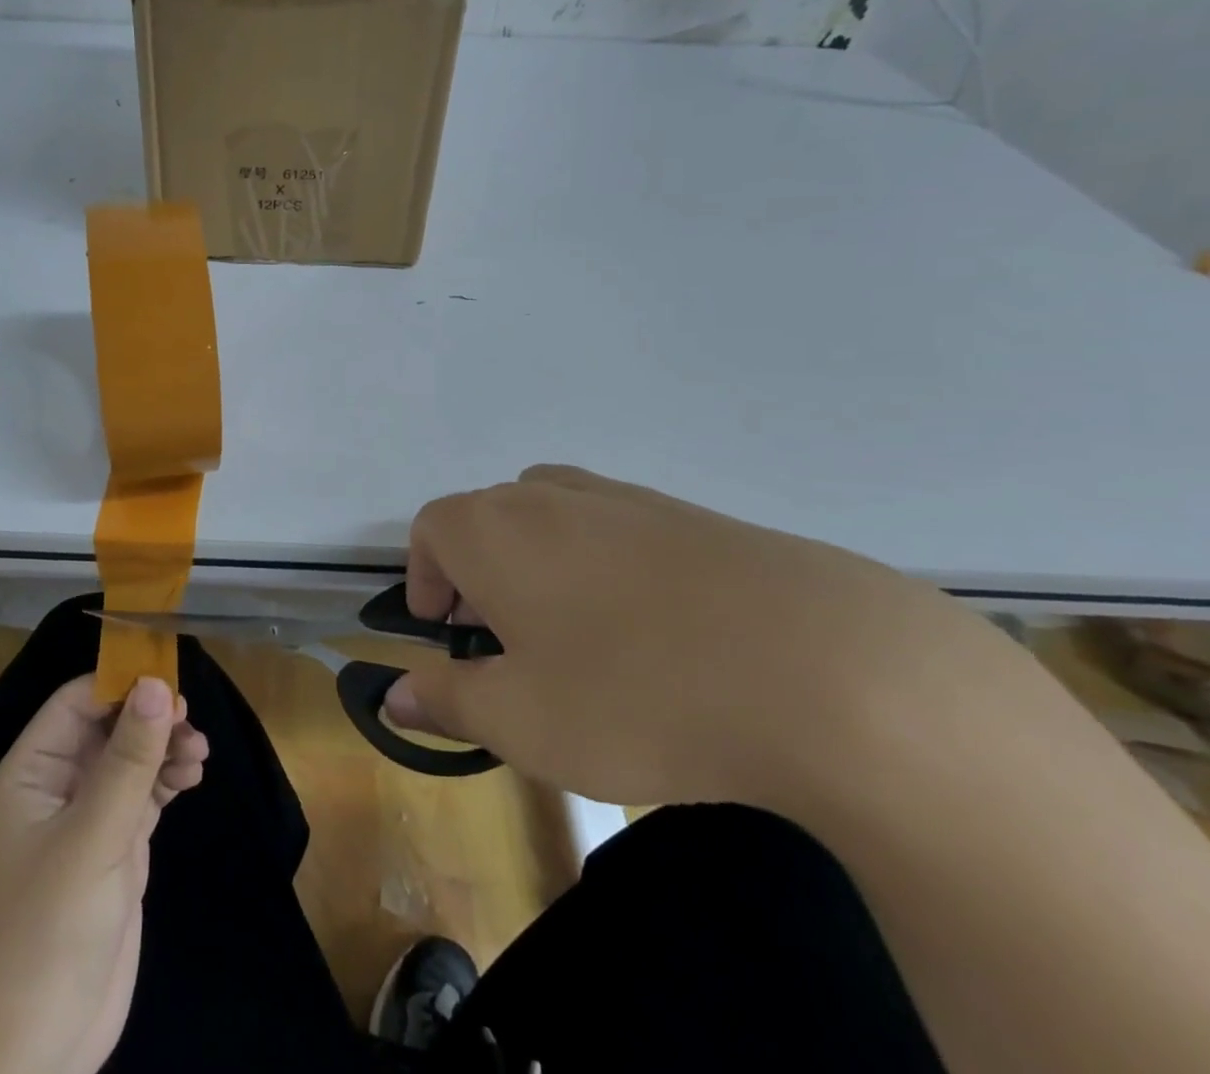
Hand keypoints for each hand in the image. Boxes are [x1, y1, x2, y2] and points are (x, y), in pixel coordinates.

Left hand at [0, 675, 207, 1073]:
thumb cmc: (49, 929)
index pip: (77, 702)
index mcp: (32, 771)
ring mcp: (88, 816)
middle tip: (190, 722)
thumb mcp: (93, 837)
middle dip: (150, 718)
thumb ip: (128, 759)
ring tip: (199, 756)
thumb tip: (157, 683)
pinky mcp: (115, 846)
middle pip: (109, 725)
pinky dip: (168, 778)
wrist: (39, 1048)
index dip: (120, 684)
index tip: (170, 681)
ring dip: (165, 747)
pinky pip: (145, 791)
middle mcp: (58, 784)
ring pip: (131, 756)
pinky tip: (192, 778)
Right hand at [384, 464, 987, 809]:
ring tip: (570, 632)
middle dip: (478, 573)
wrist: (825, 668)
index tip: (442, 631)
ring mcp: (623, 497)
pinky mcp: (688, 514)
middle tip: (503, 642)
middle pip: (487, 517)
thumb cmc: (636, 694)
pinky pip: (615, 527)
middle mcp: (548, 496)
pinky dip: (603, 563)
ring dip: (538, 563)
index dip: (425, 577)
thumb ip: (447, 701)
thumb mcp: (523, 721)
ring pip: (551, 515)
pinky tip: (651, 629)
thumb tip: (394, 696)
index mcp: (493, 529)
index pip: (431, 529)